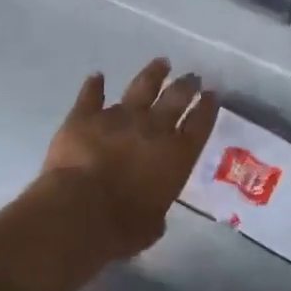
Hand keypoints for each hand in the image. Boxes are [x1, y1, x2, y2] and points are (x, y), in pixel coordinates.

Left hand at [39, 58, 218, 260]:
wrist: (78, 211)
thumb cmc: (121, 227)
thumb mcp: (151, 227)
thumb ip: (156, 213)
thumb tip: (154, 216)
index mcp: (176, 154)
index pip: (200, 124)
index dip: (207, 107)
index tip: (212, 94)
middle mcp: (153, 128)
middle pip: (176, 98)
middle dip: (186, 85)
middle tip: (192, 76)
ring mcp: (119, 117)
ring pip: (141, 87)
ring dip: (152, 74)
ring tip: (161, 62)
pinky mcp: (86, 116)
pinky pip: (91, 96)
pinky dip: (94, 86)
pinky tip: (97, 77)